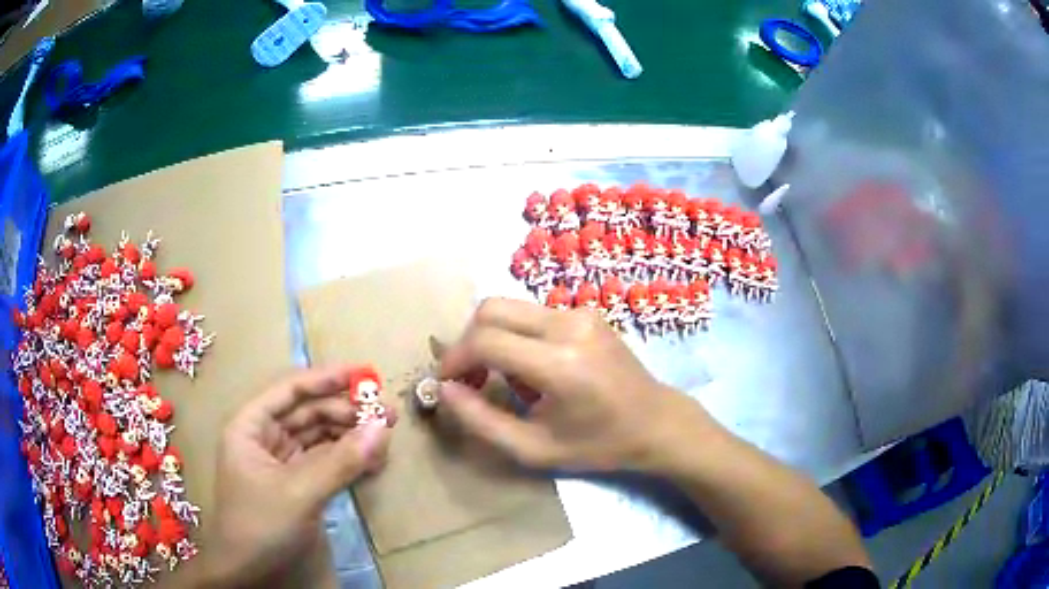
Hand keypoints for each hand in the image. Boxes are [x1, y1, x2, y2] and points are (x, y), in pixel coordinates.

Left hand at [203, 366, 395, 585]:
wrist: (249, 573)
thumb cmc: (260, 525)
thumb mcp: (299, 492)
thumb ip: (340, 461)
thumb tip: (382, 427)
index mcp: (250, 426)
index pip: (289, 390)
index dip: (325, 379)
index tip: (364, 375)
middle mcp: (264, 438)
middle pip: (307, 413)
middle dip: (345, 411)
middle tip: (387, 414)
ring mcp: (281, 463)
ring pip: (319, 437)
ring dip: (350, 436)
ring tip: (385, 438)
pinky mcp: (297, 485)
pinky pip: (325, 462)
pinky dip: (347, 460)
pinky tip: (371, 461)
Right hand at [437, 298, 708, 471]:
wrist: (655, 421)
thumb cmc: (598, 445)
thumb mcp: (534, 449)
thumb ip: (482, 421)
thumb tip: (444, 390)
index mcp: (560, 363)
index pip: (486, 341)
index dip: (455, 359)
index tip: (445, 382)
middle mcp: (569, 325)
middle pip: (491, 309)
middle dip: (468, 341)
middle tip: (469, 378)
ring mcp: (580, 313)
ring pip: (510, 308)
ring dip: (492, 338)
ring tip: (502, 379)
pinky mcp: (586, 311)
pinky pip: (532, 314)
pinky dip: (516, 336)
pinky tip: (530, 369)